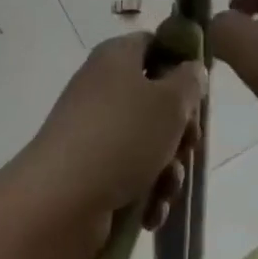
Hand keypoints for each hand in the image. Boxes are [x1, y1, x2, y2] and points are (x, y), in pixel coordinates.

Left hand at [10, 34, 206, 258]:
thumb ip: (190, 82)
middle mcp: (104, 87)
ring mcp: (95, 131)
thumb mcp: (170, 103)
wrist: (58, 204)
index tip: (199, 93)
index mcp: (117, 56)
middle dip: (180, 129)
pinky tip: (149, 214)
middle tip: (188, 147)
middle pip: (156, 98)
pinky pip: (129, 175)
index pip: (155, 45)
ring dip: (166, 169)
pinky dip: (144, 194)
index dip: (181, 64)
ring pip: (148, 142)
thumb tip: (192, 70)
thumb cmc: (121, 138)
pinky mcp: (90, 171)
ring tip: (166, 189)